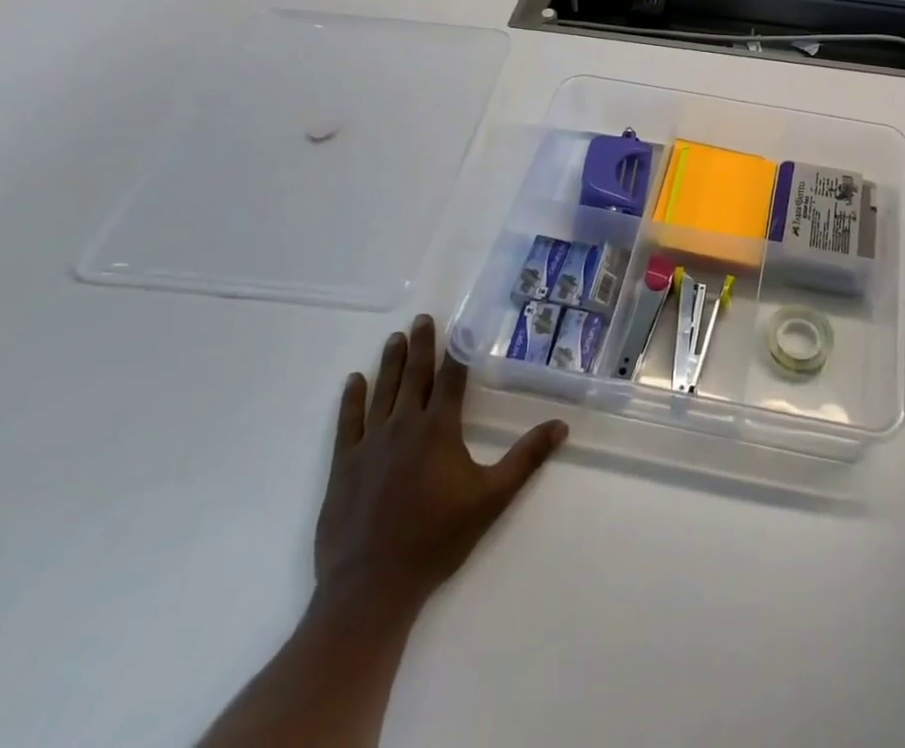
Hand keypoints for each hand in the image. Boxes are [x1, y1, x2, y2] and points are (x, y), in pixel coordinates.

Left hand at [313, 314, 566, 626]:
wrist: (371, 586)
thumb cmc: (436, 540)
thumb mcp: (491, 499)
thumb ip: (525, 459)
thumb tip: (561, 425)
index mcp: (439, 429)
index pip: (450, 379)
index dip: (456, 351)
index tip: (458, 325)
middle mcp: (404, 426)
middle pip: (414, 376)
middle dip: (421, 345)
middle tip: (422, 319)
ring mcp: (369, 444)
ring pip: (382, 391)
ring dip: (391, 363)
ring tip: (395, 338)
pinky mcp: (343, 466)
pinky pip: (347, 422)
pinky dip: (351, 398)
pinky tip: (354, 380)